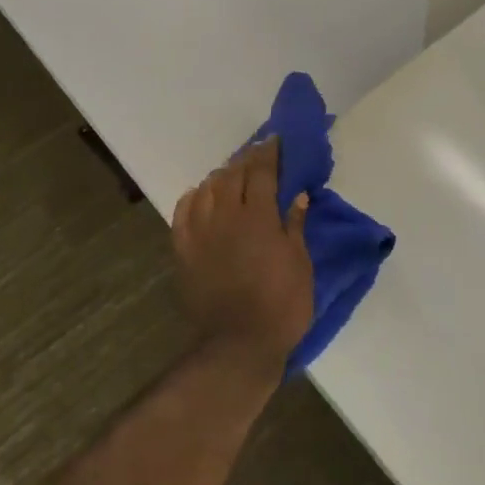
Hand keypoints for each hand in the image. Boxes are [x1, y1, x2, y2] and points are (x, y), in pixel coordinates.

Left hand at [171, 139, 314, 374]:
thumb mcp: (301, 265)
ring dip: (221, 175)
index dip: (269, 152)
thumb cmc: (281, 306)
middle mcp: (226, 215)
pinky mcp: (183, 249)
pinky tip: (201, 195)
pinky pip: (184, 211)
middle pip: (233, 174)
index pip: (262, 171)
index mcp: (259, 217)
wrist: (237, 344)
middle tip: (257, 154)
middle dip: (246, 159)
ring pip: (207, 188)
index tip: (275, 141)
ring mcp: (200, 231)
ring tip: (232, 174)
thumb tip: (297, 194)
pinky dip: (194, 197)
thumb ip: (295, 225)